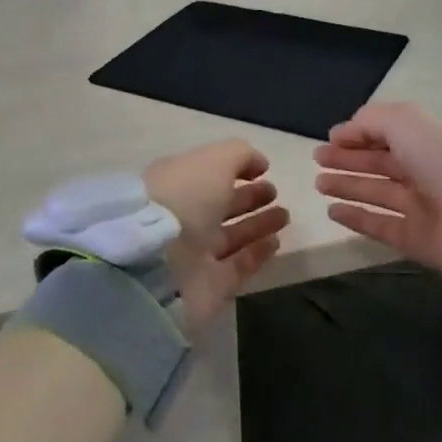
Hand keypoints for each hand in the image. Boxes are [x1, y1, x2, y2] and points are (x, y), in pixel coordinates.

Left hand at [146, 140, 289, 329]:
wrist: (157, 264)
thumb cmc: (184, 198)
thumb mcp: (213, 160)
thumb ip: (239, 155)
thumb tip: (259, 164)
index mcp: (176, 182)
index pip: (208, 174)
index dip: (234, 169)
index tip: (263, 170)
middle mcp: (183, 217)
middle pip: (220, 205)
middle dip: (249, 197)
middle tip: (275, 192)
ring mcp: (194, 253)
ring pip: (231, 235)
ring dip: (258, 224)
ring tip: (284, 215)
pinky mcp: (209, 286)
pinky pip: (238, 265)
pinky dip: (257, 253)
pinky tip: (276, 241)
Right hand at [313, 102, 441, 281]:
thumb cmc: (438, 161)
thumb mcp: (403, 122)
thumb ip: (369, 121)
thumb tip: (342, 133)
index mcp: (423, 143)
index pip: (386, 135)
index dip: (358, 135)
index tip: (329, 139)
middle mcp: (422, 173)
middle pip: (378, 163)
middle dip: (347, 159)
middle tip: (317, 159)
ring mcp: (419, 208)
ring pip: (376, 193)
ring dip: (347, 186)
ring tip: (319, 183)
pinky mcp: (415, 240)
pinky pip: (380, 226)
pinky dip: (356, 218)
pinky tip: (333, 211)